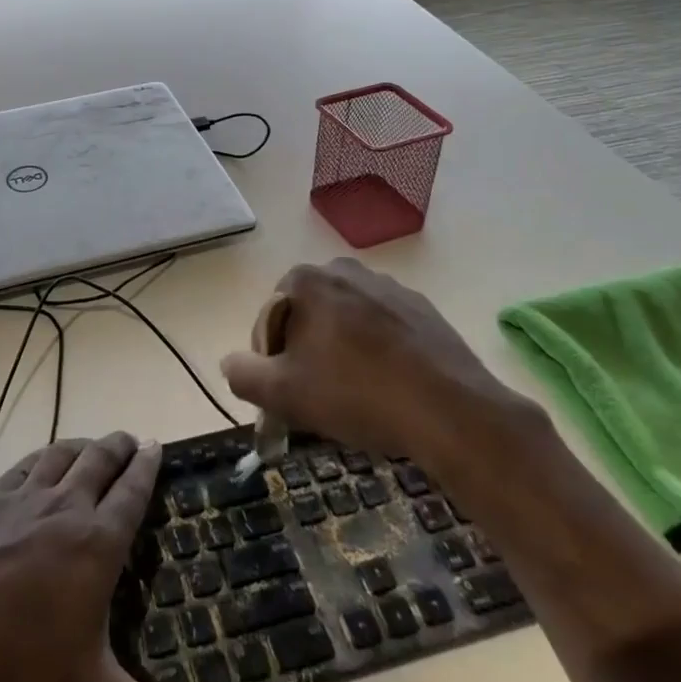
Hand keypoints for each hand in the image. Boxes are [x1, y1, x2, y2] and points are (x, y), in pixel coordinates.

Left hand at [0, 433, 212, 681]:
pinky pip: (25, 465)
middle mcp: (65, 506)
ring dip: (83, 445)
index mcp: (96, 543)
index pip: (131, 491)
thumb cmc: (18, 670)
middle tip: (130, 441)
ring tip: (92, 447)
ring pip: (62, 454)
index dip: (147, 466)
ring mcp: (23, 498)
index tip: (156, 445)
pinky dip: (43, 457)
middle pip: (99, 459)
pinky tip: (41, 465)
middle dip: (119, 446)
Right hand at [219, 258, 541, 486]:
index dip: (270, 360)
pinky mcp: (422, 309)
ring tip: (356, 396)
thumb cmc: (357, 394)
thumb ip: (243, 375)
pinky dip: (378, 352)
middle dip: (306, 352)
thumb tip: (230, 363)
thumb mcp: (284, 394)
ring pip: (346, 321)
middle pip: (307, 316)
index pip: (269, 319)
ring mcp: (388, 287)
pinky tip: (389, 388)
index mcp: (306, 280)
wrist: (450, 410)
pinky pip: (383, 329)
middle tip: (318, 397)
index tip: (286, 395)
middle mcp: (344, 271)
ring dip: (341, 351)